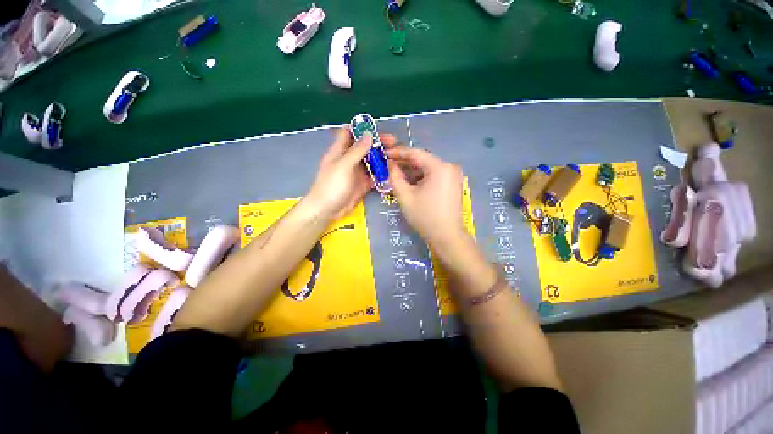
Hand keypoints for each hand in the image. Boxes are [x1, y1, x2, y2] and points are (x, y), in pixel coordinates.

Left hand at [306, 127, 394, 220]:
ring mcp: (357, 172)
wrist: (327, 210)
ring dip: (382, 158)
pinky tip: (392, 171)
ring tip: (396, 156)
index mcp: (341, 150)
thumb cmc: (331, 185)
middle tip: (393, 142)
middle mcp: (350, 159)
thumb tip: (369, 134)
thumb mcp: (343, 165)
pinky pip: (374, 175)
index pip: (350, 132)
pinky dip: (382, 173)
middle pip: (365, 146)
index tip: (377, 128)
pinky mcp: (363, 183)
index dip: (362, 128)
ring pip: (372, 161)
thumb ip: (357, 150)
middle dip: (378, 143)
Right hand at [386, 146, 466, 247]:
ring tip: (395, 174)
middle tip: (388, 165)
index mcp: (439, 167)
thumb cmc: (425, 216)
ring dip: (412, 171)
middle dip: (404, 163)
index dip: (398, 152)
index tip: (384, 153)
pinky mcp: (453, 183)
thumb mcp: (405, 196)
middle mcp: (449, 167)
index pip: (415, 153)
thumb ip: (394, 177)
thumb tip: (389, 164)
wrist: (447, 236)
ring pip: (428, 168)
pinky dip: (421, 177)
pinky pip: (434, 175)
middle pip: (422, 160)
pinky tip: (409, 182)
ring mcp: (453, 175)